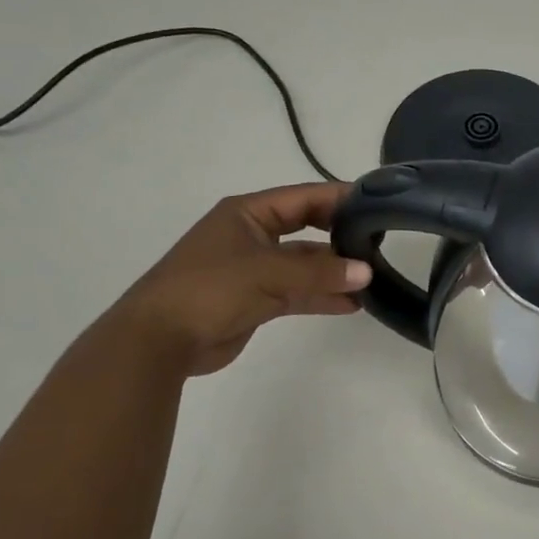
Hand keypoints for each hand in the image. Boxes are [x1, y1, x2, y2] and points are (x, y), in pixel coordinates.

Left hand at [116, 183, 371, 377]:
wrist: (159, 339)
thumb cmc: (209, 288)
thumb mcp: (267, 273)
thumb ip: (318, 272)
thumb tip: (366, 272)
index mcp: (248, 213)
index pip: (303, 198)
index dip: (339, 199)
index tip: (377, 204)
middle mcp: (253, 235)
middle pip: (306, 229)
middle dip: (340, 237)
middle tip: (379, 242)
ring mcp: (254, 269)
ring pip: (303, 265)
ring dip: (333, 272)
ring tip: (373, 279)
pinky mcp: (255, 300)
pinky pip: (296, 292)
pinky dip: (321, 296)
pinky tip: (352, 304)